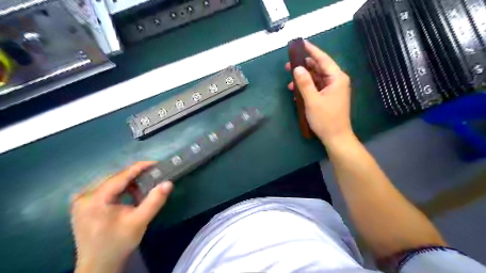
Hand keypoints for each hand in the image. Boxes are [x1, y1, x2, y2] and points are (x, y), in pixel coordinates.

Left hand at [71, 162, 171, 272]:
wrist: (98, 266)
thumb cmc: (118, 243)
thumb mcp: (139, 221)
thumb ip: (154, 201)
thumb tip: (168, 183)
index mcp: (95, 199)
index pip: (121, 176)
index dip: (140, 168)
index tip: (156, 163)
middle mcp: (84, 196)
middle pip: (115, 178)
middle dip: (135, 176)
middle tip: (153, 176)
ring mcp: (81, 201)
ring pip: (110, 183)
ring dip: (129, 183)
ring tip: (143, 188)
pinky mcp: (83, 206)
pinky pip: (105, 190)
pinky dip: (120, 190)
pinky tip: (130, 196)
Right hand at [286, 40, 352, 144]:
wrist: (335, 137)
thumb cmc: (325, 119)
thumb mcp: (312, 100)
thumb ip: (304, 83)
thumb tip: (297, 68)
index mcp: (336, 78)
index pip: (323, 59)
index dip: (311, 50)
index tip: (300, 43)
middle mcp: (336, 81)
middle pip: (319, 68)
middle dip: (304, 66)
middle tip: (288, 65)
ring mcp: (332, 89)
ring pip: (316, 78)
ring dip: (303, 79)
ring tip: (289, 81)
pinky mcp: (328, 97)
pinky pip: (316, 88)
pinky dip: (307, 88)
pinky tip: (296, 92)